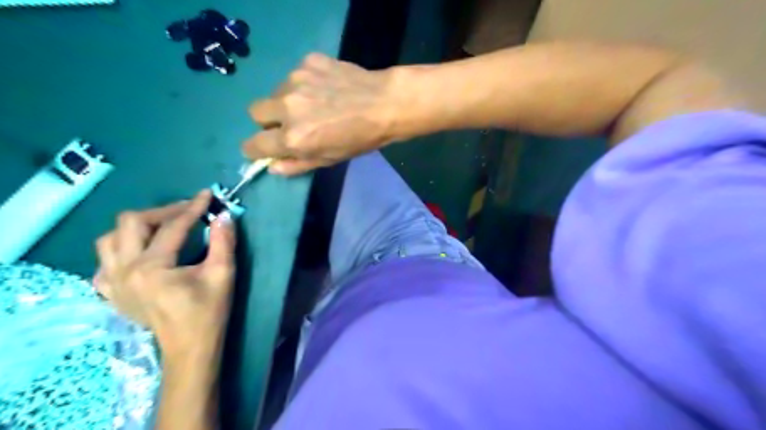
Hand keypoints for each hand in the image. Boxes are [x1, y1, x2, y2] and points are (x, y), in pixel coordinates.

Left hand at [94, 190, 236, 361]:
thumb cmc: (209, 312)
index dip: (193, 207)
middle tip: (187, 211)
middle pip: (131, 223)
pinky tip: (141, 252)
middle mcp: (124, 270)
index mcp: (152, 268)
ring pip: (110, 238)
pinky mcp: (110, 292)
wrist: (190, 347)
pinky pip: (105, 260)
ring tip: (164, 227)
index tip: (208, 194)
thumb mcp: (222, 274)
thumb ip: (223, 241)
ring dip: (138, 226)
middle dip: (163, 211)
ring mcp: (111, 282)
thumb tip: (223, 214)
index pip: (172, 226)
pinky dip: (121, 248)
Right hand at [246, 53, 401, 173]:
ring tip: (315, 103)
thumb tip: (271, 167)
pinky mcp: (308, 62)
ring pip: (275, 92)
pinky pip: (295, 75)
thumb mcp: (329, 160)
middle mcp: (287, 107)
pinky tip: (326, 88)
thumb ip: (297, 165)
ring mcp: (296, 80)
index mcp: (293, 138)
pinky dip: (305, 84)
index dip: (255, 148)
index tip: (262, 147)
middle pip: (256, 112)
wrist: (385, 104)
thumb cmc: (360, 139)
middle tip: (291, 123)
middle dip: (268, 121)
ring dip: (287, 101)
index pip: (253, 144)